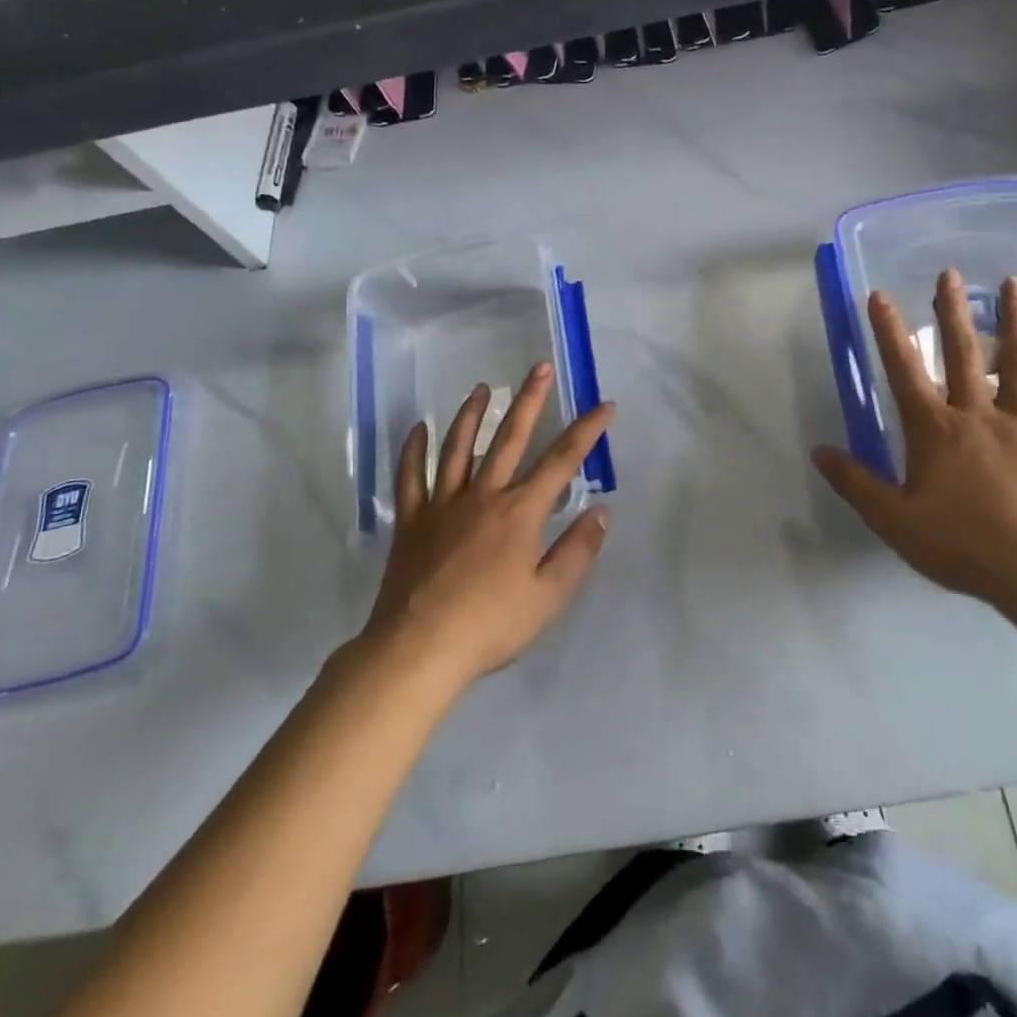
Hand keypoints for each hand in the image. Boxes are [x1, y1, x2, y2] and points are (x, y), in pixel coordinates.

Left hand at [360, 363, 613, 689]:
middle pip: (510, 438)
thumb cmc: (490, 625)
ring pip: (459, 447)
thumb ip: (577, 551)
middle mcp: (484, 495)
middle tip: (539, 367)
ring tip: (483, 388)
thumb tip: (601, 511)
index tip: (605, 405)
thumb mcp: (548, 596)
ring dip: (472, 414)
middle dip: (530, 400)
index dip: (587, 430)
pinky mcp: (412, 520)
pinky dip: (413, 450)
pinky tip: (417, 429)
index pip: (562, 461)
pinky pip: (411, 476)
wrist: (418, 649)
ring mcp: (443, 504)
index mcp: (521, 512)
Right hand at [813, 270, 1016, 620]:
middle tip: (950, 273)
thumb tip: (819, 452)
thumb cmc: (961, 545)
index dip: (890, 332)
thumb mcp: (894, 521)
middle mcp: (979, 414)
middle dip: (952, 311)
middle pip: (964, 353)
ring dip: (1016, 321)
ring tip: (1014, 284)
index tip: (880, 296)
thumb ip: (856, 484)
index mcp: (936, 430)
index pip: (906, 371)